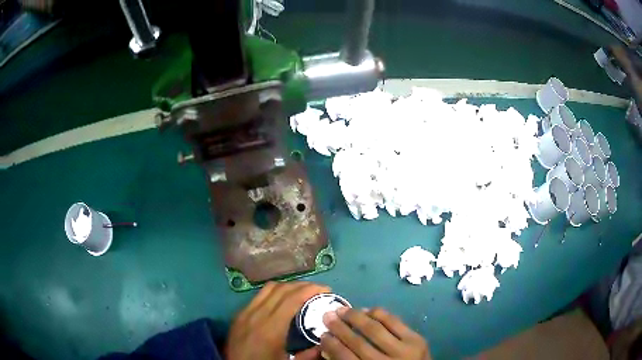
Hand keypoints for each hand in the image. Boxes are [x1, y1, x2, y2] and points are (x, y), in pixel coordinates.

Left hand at [226, 281, 329, 359]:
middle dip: (302, 285)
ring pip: (268, 288)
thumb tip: (326, 343)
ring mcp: (245, 313)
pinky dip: (273, 293)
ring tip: (301, 292)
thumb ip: (309, 354)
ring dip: (287, 287)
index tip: (326, 289)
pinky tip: (281, 301)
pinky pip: (258, 296)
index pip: (292, 299)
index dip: (310, 290)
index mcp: (271, 328)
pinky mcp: (238, 314)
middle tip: (318, 289)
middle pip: (281, 289)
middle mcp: (257, 315)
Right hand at [320, 307, 430, 359]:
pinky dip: (378, 314)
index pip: (346, 358)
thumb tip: (329, 346)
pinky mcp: (417, 339)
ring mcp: (405, 350)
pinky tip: (367, 310)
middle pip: (358, 342)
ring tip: (343, 309)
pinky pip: (394, 321)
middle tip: (327, 315)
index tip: (322, 334)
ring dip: (356, 317)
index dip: (332, 345)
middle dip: (340, 328)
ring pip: (376, 329)